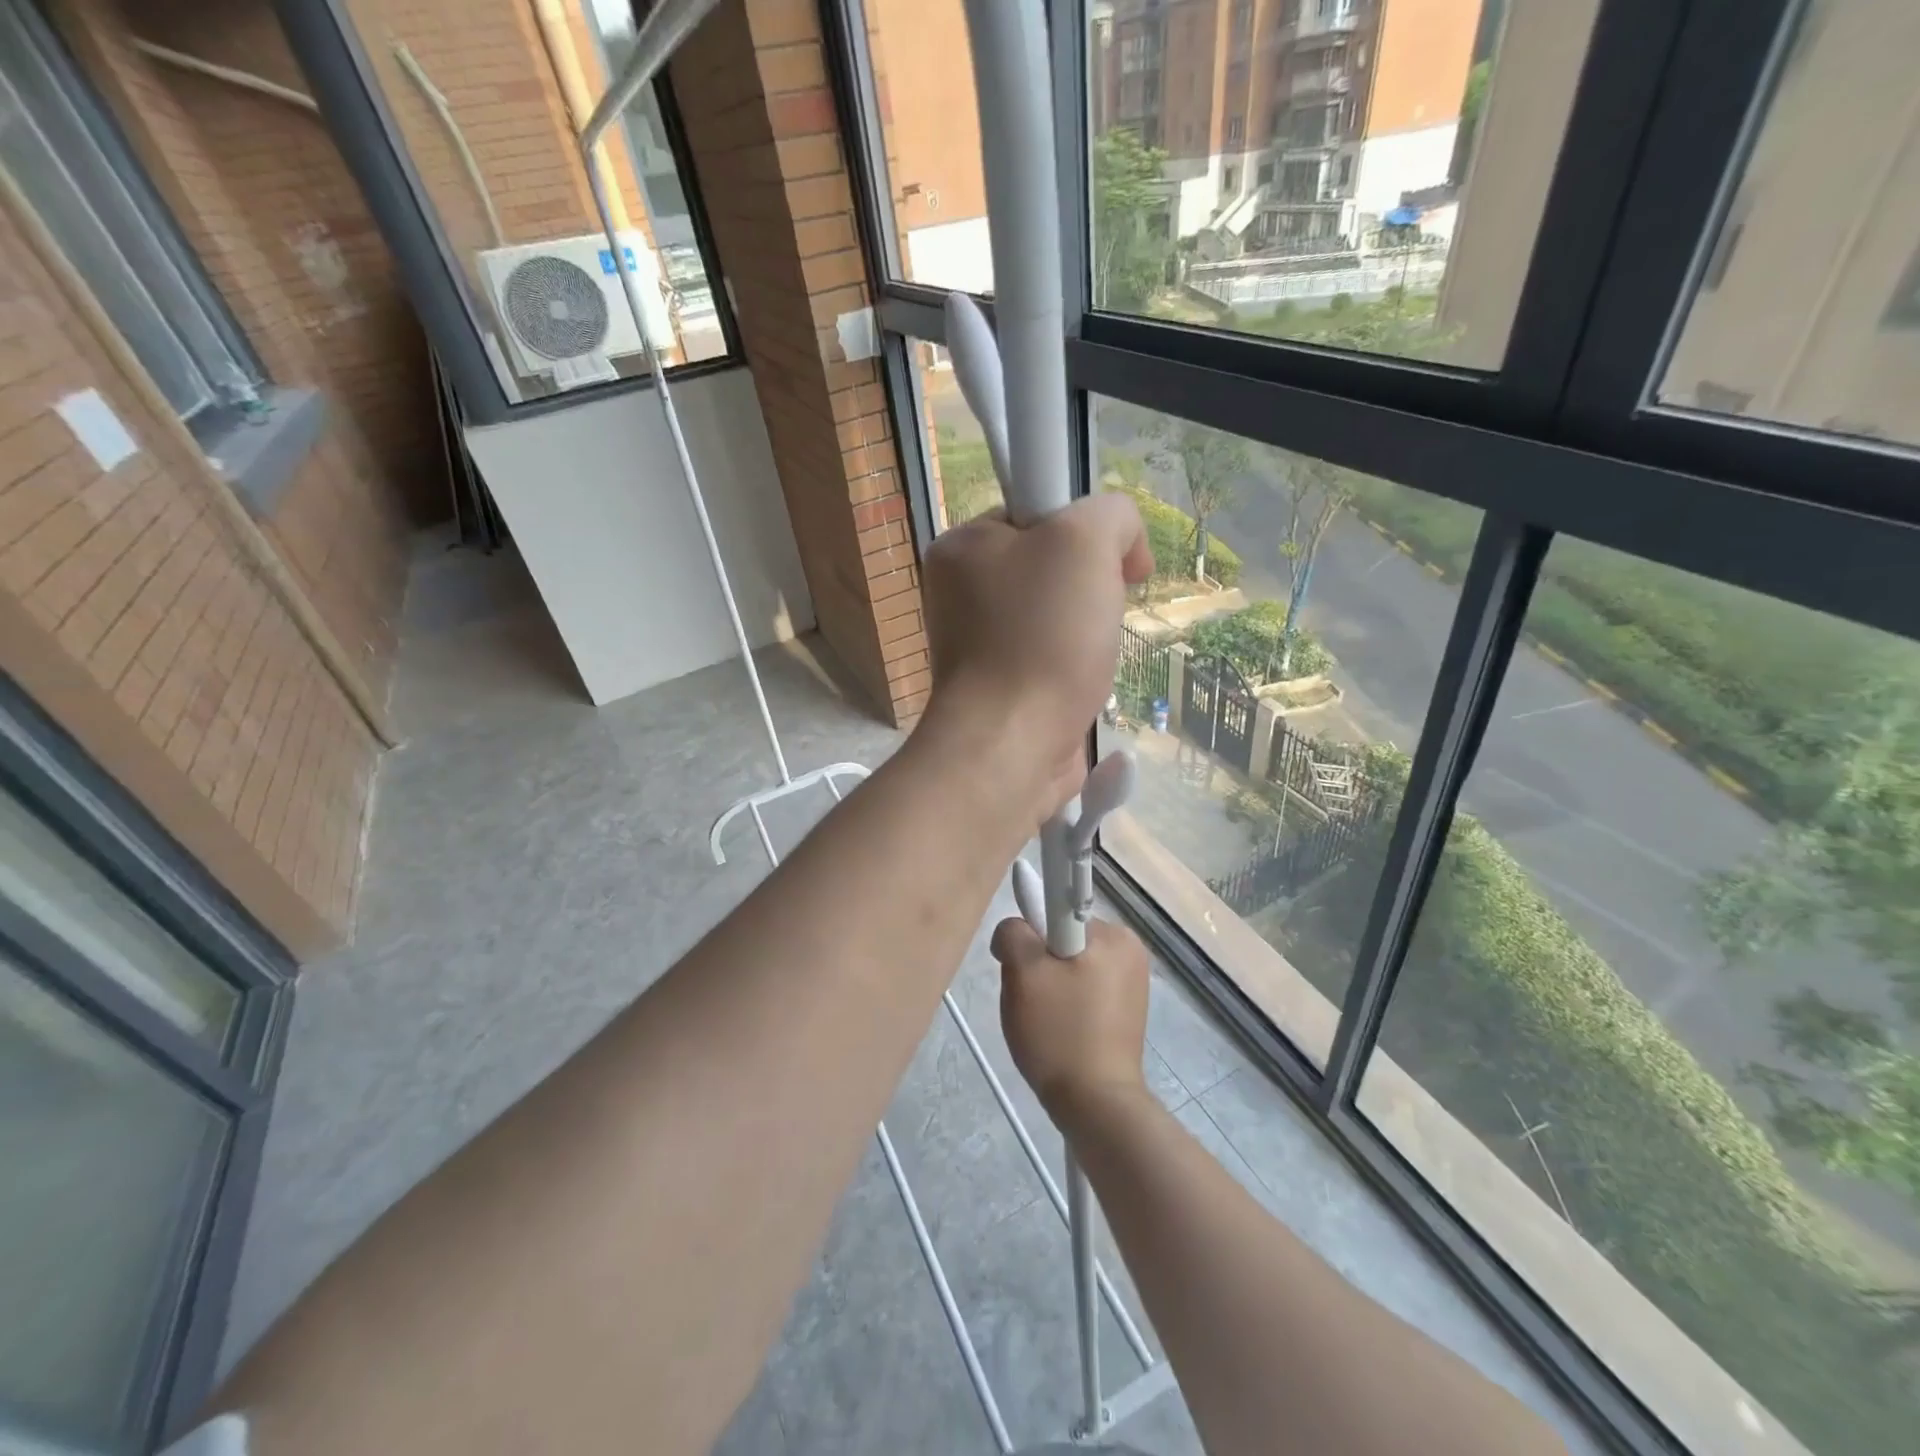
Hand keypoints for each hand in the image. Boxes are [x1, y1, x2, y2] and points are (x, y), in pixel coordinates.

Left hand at [921, 494, 1151, 800]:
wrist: (1013, 743)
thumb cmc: (1042, 636)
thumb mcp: (1087, 539)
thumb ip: (1112, 515)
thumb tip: (1122, 546)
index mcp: (962, 546)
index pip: (1037, 512)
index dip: (1085, 531)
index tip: (1113, 564)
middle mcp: (960, 593)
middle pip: (1050, 567)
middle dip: (1091, 586)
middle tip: (1101, 612)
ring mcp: (976, 645)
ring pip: (1055, 616)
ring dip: (1088, 631)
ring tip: (1092, 655)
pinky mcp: (998, 688)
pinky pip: (1050, 659)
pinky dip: (1076, 668)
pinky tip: (1083, 684)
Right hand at [992, 915, 1150, 1125]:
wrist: (1096, 1106)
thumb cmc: (1060, 1032)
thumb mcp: (1023, 973)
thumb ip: (1014, 933)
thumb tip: (1015, 930)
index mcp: (1114, 935)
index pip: (1056, 912)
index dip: (1030, 935)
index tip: (1019, 965)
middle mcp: (1130, 951)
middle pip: (1061, 939)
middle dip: (1038, 963)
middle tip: (1028, 999)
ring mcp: (1132, 983)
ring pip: (1069, 967)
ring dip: (1049, 986)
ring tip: (1043, 1022)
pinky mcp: (1126, 1012)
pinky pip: (1083, 991)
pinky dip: (1065, 1004)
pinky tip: (1059, 1032)